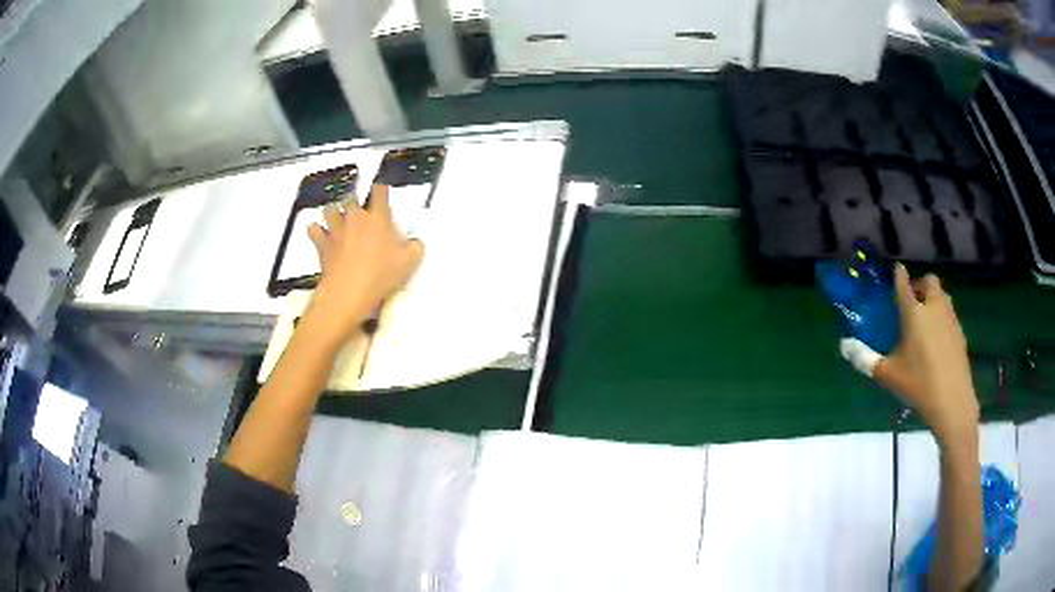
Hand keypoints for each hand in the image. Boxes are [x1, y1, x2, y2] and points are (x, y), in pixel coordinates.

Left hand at [302, 184, 423, 346]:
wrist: (349, 292)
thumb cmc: (381, 275)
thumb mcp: (409, 263)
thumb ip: (415, 248)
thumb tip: (415, 243)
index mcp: (378, 217)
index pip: (380, 192)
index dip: (381, 189)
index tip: (382, 191)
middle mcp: (355, 217)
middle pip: (352, 198)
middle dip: (355, 203)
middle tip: (361, 213)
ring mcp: (336, 229)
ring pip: (330, 210)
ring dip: (334, 213)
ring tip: (338, 220)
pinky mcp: (322, 244)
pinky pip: (314, 230)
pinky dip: (316, 231)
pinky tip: (320, 235)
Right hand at [873, 264, 978, 445]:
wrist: (953, 401)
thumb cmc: (918, 384)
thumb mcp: (888, 375)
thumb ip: (866, 359)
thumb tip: (845, 347)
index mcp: (914, 313)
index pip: (904, 284)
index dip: (899, 274)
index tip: (896, 269)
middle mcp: (933, 307)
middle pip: (929, 281)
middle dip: (920, 284)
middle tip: (913, 300)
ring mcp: (950, 319)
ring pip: (942, 296)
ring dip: (933, 299)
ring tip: (924, 319)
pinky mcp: (960, 333)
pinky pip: (949, 314)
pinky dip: (942, 317)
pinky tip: (937, 340)